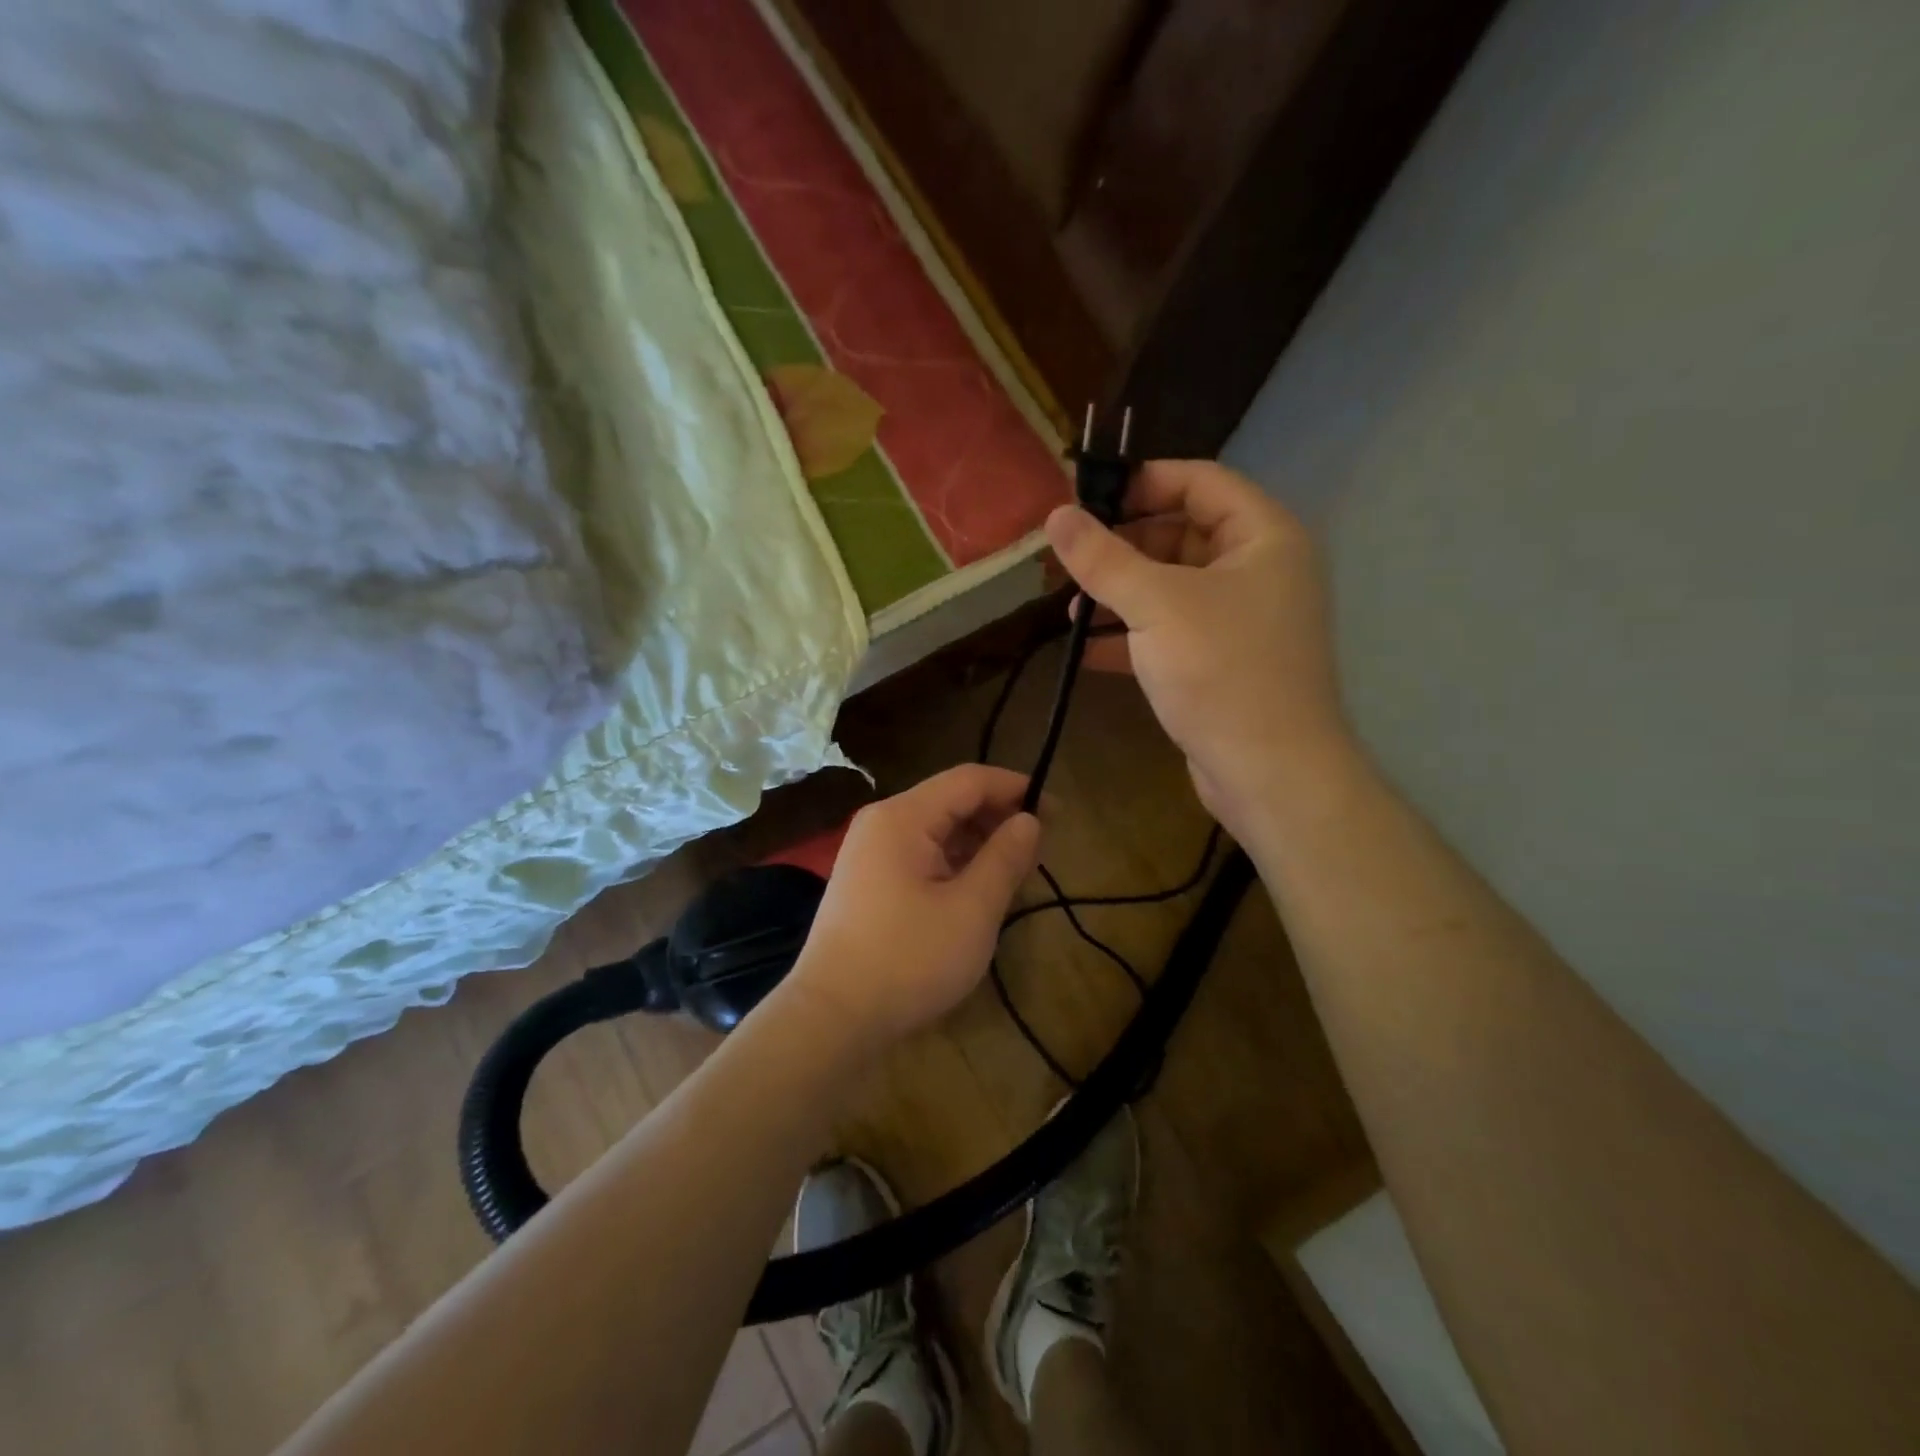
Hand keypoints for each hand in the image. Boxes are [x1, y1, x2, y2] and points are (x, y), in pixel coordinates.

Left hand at [789, 765, 1040, 1050]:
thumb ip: (1005, 858)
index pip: (969, 780)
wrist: (832, 1017)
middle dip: (997, 817)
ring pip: (935, 830)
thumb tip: (1029, 820)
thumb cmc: (908, 960)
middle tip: (1039, 848)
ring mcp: (868, 852)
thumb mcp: (971, 910)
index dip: (1015, 788)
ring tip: (1014, 871)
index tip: (1055, 811)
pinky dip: (952, 862)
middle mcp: (881, 823)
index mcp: (903, 817)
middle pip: (950, 801)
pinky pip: (918, 854)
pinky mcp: (866, 881)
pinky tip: (975, 889)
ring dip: (977, 842)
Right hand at [1045, 460, 1351, 838]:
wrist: (1269, 772)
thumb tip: (1056, 515)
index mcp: (1263, 536)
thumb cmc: (1221, 671)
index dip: (1143, 482)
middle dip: (1123, 547)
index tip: (1087, 500)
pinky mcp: (1222, 661)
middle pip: (1182, 534)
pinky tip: (1086, 649)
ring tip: (1070, 609)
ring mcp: (1241, 619)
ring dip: (1121, 594)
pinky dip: (1132, 634)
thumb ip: (1103, 558)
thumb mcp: (1156, 604)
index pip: (1200, 481)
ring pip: (1172, 587)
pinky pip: (1171, 630)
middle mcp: (1259, 570)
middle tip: (1070, 560)